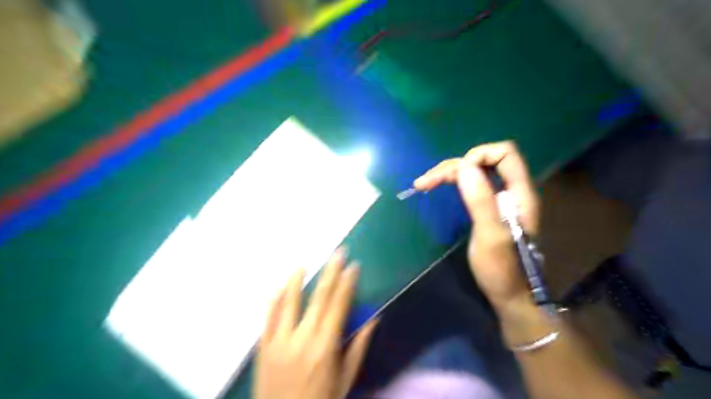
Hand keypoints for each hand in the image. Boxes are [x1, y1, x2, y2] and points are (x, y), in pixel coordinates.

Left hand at [253, 250, 376, 398]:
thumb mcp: (345, 381)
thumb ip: (358, 348)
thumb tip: (374, 319)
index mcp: (325, 346)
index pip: (339, 306)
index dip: (347, 284)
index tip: (354, 266)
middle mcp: (302, 338)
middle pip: (318, 298)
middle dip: (330, 272)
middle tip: (337, 253)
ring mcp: (279, 341)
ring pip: (288, 302)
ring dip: (297, 281)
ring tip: (304, 264)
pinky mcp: (263, 347)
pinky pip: (268, 318)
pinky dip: (274, 301)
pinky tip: (278, 288)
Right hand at [415, 142, 542, 310]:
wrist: (510, 295)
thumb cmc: (503, 269)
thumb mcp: (491, 235)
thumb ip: (481, 200)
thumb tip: (465, 166)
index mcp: (520, 193)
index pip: (505, 153)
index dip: (478, 156)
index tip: (456, 174)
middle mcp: (511, 191)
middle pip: (483, 161)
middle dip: (454, 166)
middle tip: (425, 182)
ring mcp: (499, 199)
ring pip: (474, 173)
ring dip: (449, 174)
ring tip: (424, 184)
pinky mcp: (488, 208)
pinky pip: (471, 186)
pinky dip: (453, 184)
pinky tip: (440, 188)